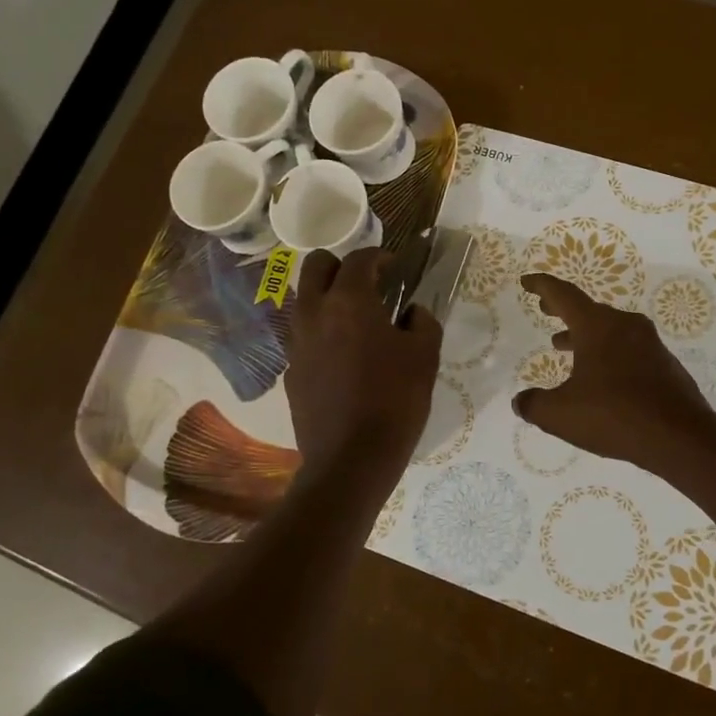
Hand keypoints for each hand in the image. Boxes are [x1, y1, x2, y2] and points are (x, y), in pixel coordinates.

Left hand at [287, 247, 440, 477]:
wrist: (351, 459)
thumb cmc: (395, 401)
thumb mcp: (425, 357)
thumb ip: (423, 322)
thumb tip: (412, 312)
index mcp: (349, 301)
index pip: (359, 259)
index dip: (379, 256)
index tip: (394, 267)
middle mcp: (314, 313)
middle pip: (316, 265)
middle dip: (341, 266)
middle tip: (367, 284)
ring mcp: (296, 342)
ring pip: (304, 299)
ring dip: (327, 297)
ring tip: (355, 321)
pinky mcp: (290, 370)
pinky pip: (302, 335)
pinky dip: (321, 332)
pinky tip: (343, 358)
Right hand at [513, 274, 715, 469]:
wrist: (680, 437)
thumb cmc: (614, 416)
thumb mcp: (560, 415)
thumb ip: (535, 405)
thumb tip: (521, 401)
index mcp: (597, 326)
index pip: (563, 295)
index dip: (542, 286)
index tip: (527, 281)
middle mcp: (625, 326)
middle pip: (588, 309)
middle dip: (563, 309)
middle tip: (545, 309)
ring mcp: (649, 344)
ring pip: (610, 330)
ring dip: (584, 334)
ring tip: (563, 345)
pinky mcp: (664, 364)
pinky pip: (627, 350)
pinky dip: (607, 353)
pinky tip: (600, 377)